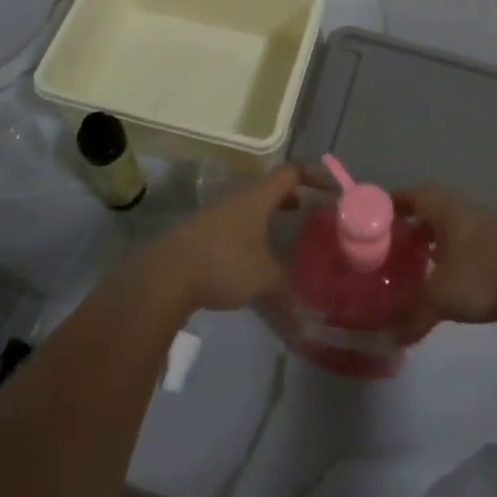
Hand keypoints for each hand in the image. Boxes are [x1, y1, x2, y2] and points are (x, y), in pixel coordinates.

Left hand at [147, 164, 303, 313]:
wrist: (167, 274)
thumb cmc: (224, 263)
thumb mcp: (263, 280)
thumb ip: (287, 296)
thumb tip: (307, 324)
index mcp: (258, 196)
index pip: (290, 172)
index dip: (312, 176)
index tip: (329, 188)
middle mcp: (238, 196)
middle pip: (268, 186)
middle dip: (288, 196)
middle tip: (305, 211)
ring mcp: (216, 211)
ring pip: (249, 204)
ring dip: (266, 213)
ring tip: (280, 233)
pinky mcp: (201, 229)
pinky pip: (233, 221)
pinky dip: (249, 229)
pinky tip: (251, 255)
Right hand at [394, 185, 496, 340]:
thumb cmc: (486, 271)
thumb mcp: (442, 296)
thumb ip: (414, 315)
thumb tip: (391, 337)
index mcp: (442, 210)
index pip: (409, 196)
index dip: (391, 207)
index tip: (373, 223)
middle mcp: (461, 213)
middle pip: (428, 215)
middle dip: (409, 232)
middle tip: (390, 255)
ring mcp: (485, 230)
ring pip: (449, 234)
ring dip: (432, 249)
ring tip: (414, 274)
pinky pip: (467, 251)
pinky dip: (453, 263)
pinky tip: (449, 286)